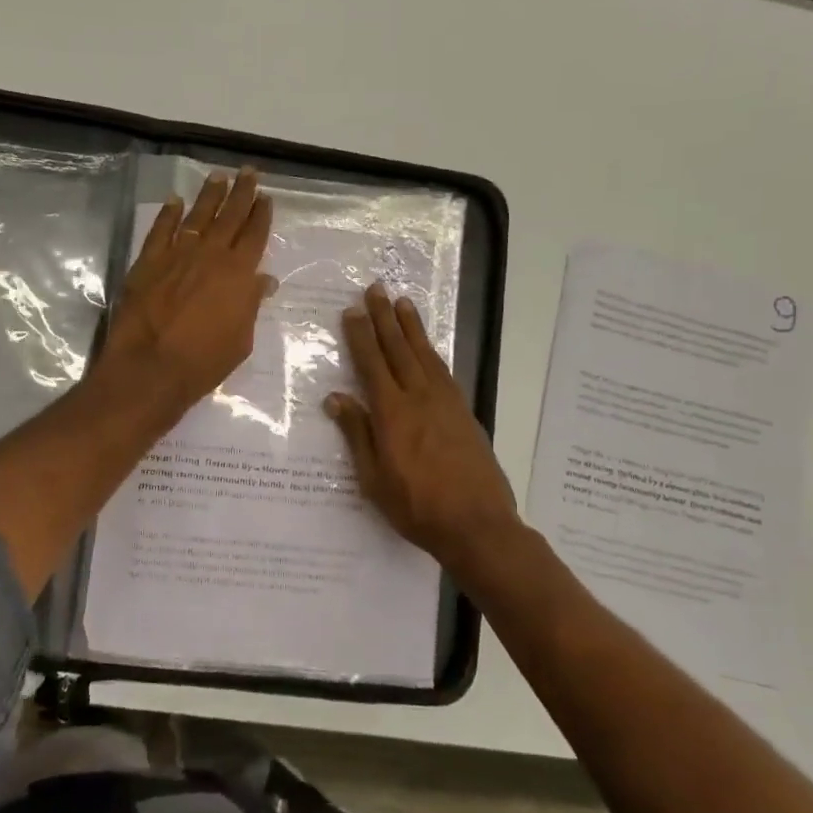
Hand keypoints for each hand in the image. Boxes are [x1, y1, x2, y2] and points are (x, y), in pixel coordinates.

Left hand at [98, 168, 276, 416]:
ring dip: (210, 195)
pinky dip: (169, 214)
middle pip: (230, 216)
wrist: (150, 367)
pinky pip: (161, 230)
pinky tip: (175, 201)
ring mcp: (177, 255)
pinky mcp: (148, 262)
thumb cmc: (203, 362)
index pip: (255, 235)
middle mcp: (211, 255)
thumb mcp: (241, 340)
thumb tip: (262, 281)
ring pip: (197, 215)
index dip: (261, 215)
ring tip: (219, 176)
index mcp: (239, 274)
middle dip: (242, 193)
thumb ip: (250, 305)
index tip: (266, 197)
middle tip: (249, 172)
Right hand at [326, 284, 520, 566]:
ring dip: (412, 327)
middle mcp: (420, 398)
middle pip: (399, 349)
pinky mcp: (464, 412)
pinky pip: (444, 370)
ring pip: (425, 355)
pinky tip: (428, 347)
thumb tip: (336, 398)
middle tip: (376, 289)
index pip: (372, 363)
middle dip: (385, 318)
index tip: (352, 310)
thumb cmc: (416, 507)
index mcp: (392, 413)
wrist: (476, 523)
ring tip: (403, 303)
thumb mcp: (374, 478)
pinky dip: (432, 351)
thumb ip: (358, 434)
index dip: (361, 335)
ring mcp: (446, 403)